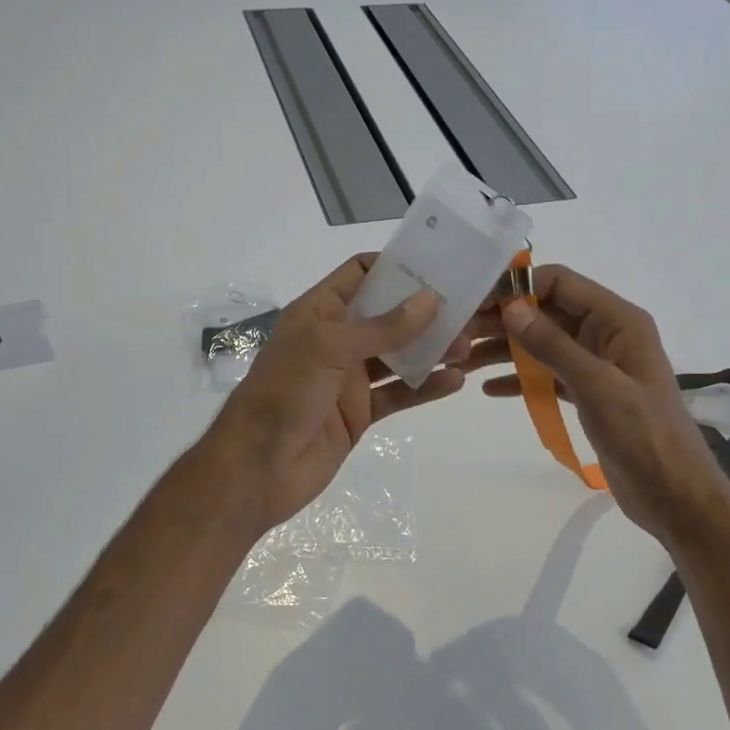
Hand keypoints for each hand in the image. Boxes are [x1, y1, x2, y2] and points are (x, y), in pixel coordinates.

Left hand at [201, 254, 469, 531]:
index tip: (439, 262)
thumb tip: (430, 299)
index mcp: (319, 312)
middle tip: (470, 307)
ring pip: (398, 355)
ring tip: (470, 345)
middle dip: (425, 310)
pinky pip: (399, 393)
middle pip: (388, 315)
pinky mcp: (360, 412)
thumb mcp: (330, 348)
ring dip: (431, 349)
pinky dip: (425, 387)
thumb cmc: (285, 394)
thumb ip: (383, 327)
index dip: (395, 265)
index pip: (360, 274)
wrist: (259, 467)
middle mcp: (336, 340)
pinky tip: (455, 380)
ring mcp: (349, 378)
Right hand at [462, 265, 729, 548]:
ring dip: (504, 350)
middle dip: (503, 321)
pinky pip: (547, 376)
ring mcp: (596, 366)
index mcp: (618, 321)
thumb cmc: (643, 435)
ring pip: (542, 345)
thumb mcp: (597, 386)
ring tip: (461, 360)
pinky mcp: (587, 395)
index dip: (518, 288)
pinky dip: (520, 379)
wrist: (674, 496)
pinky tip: (488, 388)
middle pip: (546, 313)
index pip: (560, 284)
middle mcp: (606, 335)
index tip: (475, 302)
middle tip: (457, 333)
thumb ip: (554, 346)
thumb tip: (511, 308)